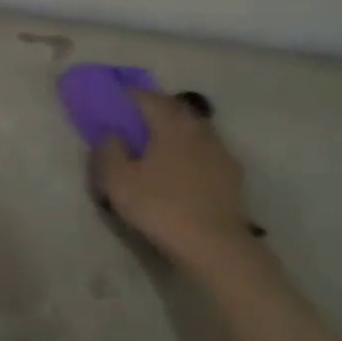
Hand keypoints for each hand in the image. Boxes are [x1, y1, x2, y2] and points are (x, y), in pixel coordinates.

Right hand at [95, 90, 252, 266]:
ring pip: (193, 129)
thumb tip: (111, 133)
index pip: (147, 97)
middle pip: (174, 108)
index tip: (114, 97)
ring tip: (158, 144)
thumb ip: (109, 151)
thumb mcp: (119, 181)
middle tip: (135, 118)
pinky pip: (205, 152)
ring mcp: (220, 151)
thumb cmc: (161, 207)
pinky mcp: (232, 174)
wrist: (216, 246)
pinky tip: (182, 168)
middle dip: (154, 109)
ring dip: (175, 130)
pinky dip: (190, 151)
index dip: (128, 94)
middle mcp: (199, 128)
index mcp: (171, 123)